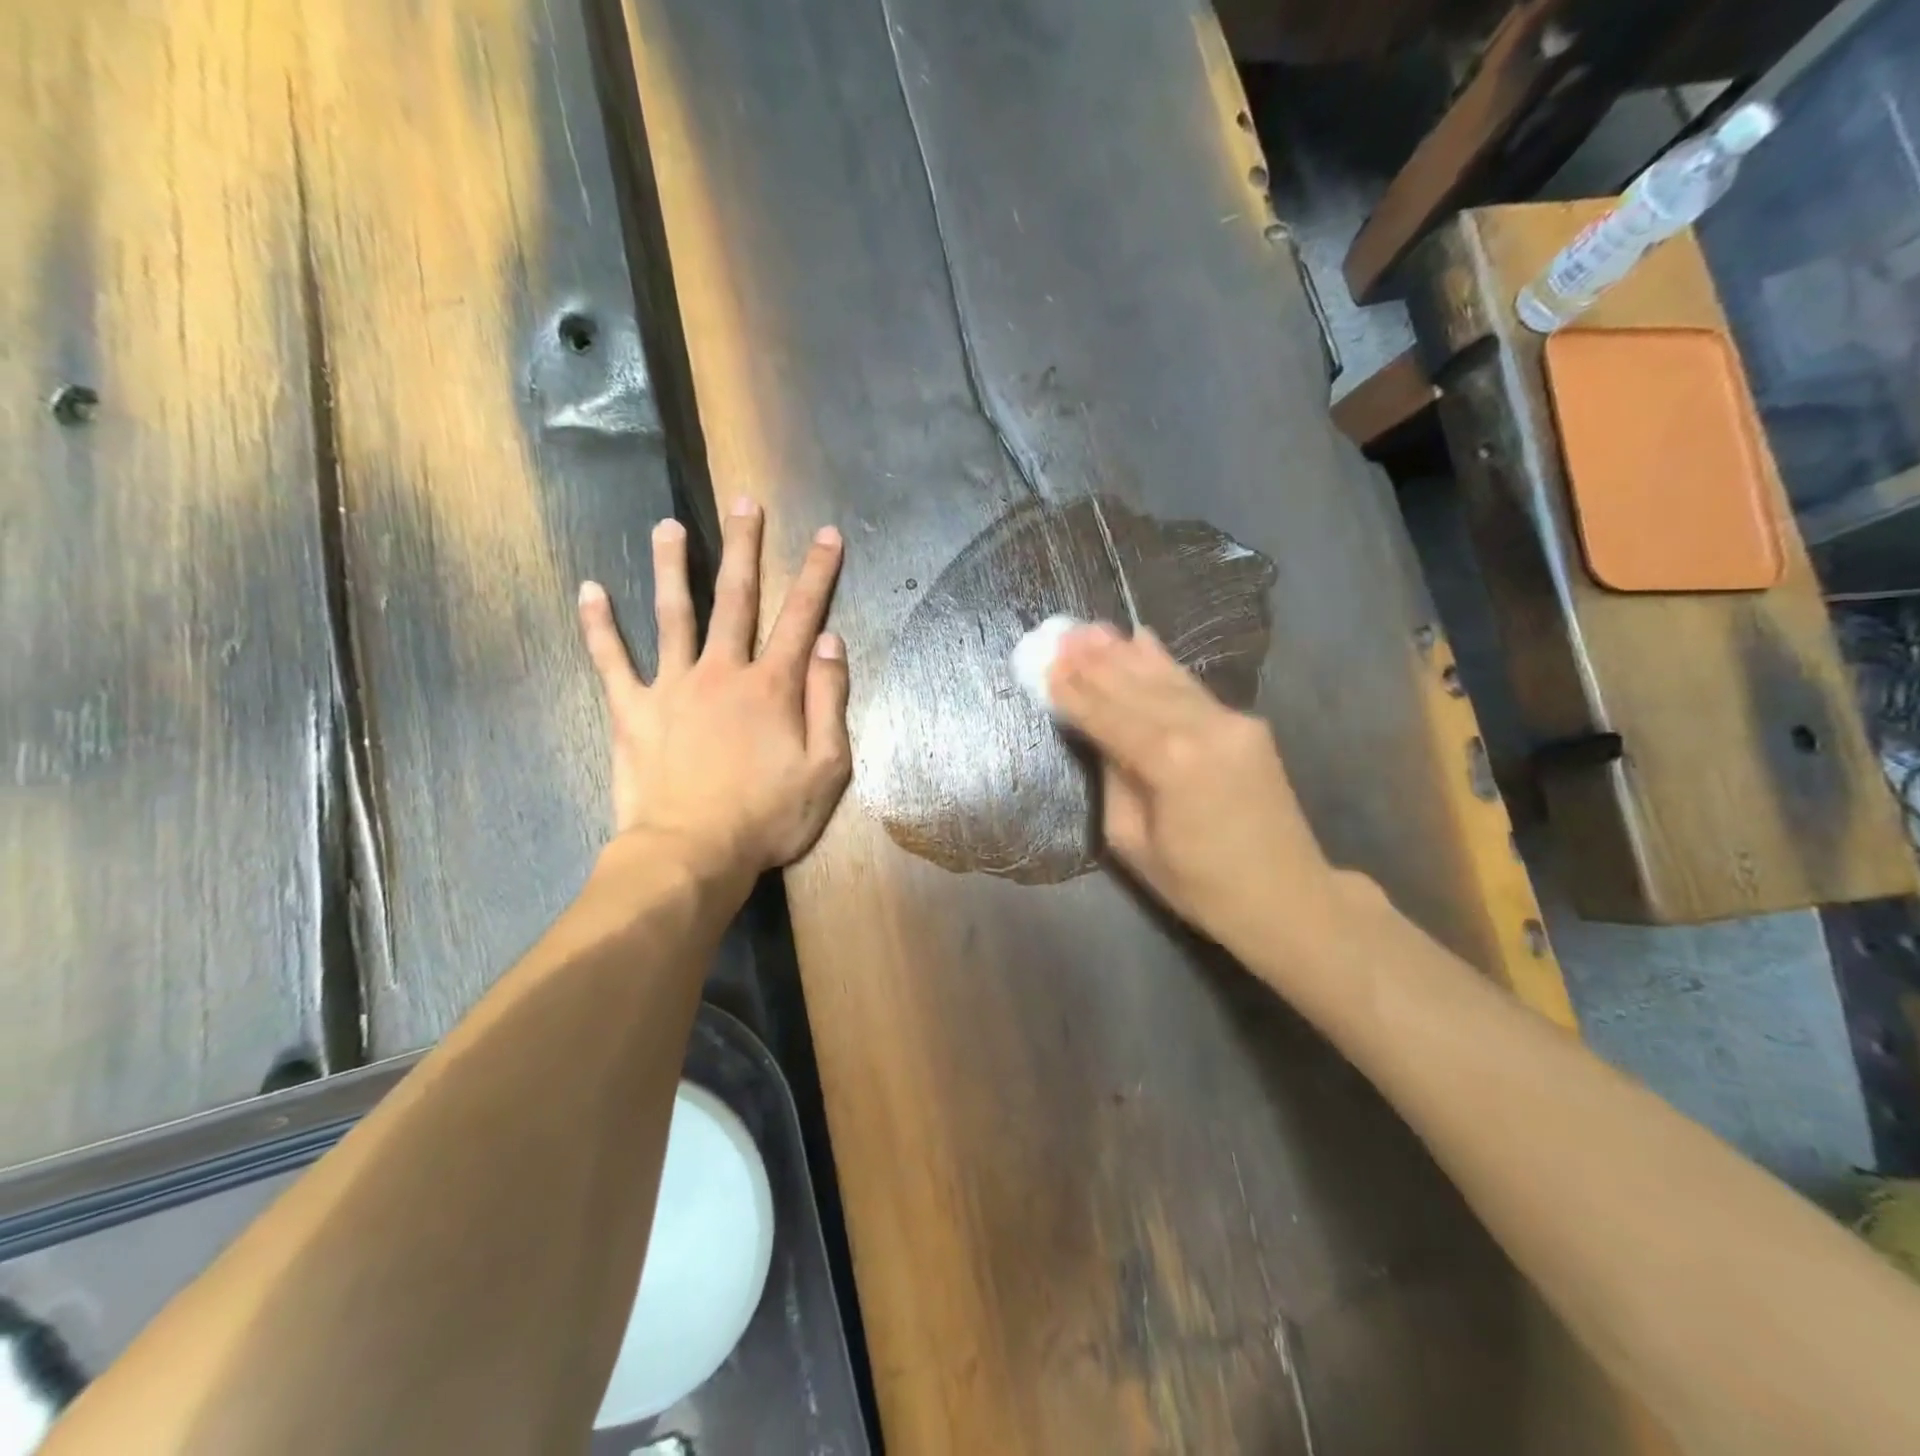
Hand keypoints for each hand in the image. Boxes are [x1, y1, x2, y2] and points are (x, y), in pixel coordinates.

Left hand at [577, 497, 851, 885]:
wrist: (692, 853)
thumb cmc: (767, 817)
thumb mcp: (826, 769)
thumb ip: (830, 702)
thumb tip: (831, 643)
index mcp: (772, 686)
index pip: (802, 617)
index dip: (818, 574)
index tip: (828, 534)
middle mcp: (722, 671)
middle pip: (735, 598)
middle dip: (744, 547)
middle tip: (744, 503)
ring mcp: (672, 687)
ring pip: (672, 614)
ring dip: (671, 566)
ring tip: (668, 526)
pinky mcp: (632, 711)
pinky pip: (611, 661)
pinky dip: (599, 626)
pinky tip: (589, 589)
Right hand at [1048, 624, 1363, 960]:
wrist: (1287, 896)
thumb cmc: (1199, 885)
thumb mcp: (1133, 842)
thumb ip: (1114, 780)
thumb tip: (1100, 737)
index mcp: (1169, 763)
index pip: (1107, 716)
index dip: (1073, 692)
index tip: (1043, 664)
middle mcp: (1201, 729)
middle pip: (1134, 688)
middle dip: (1092, 662)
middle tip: (1058, 635)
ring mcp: (1230, 720)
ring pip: (1165, 679)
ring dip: (1123, 653)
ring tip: (1089, 629)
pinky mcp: (1246, 723)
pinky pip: (1193, 687)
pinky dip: (1164, 662)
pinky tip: (1141, 638)